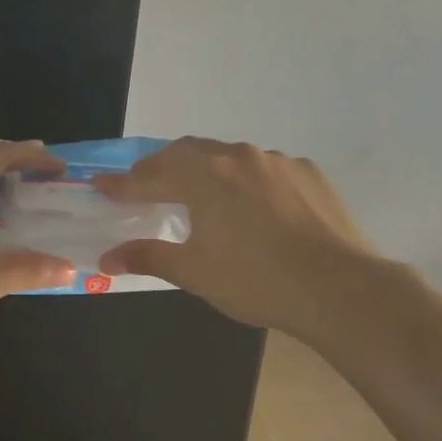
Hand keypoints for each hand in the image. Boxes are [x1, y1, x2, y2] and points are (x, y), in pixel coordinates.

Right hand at [93, 138, 379, 335]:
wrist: (340, 287)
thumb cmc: (256, 280)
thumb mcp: (195, 272)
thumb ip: (148, 257)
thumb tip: (107, 257)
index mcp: (204, 175)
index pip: (151, 175)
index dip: (123, 184)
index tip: (102, 187)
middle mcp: (238, 156)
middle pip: (188, 153)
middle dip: (162, 168)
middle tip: (146, 188)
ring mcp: (277, 161)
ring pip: (229, 157)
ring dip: (207, 171)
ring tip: (200, 195)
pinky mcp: (308, 173)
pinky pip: (265, 169)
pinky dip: (247, 181)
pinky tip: (253, 207)